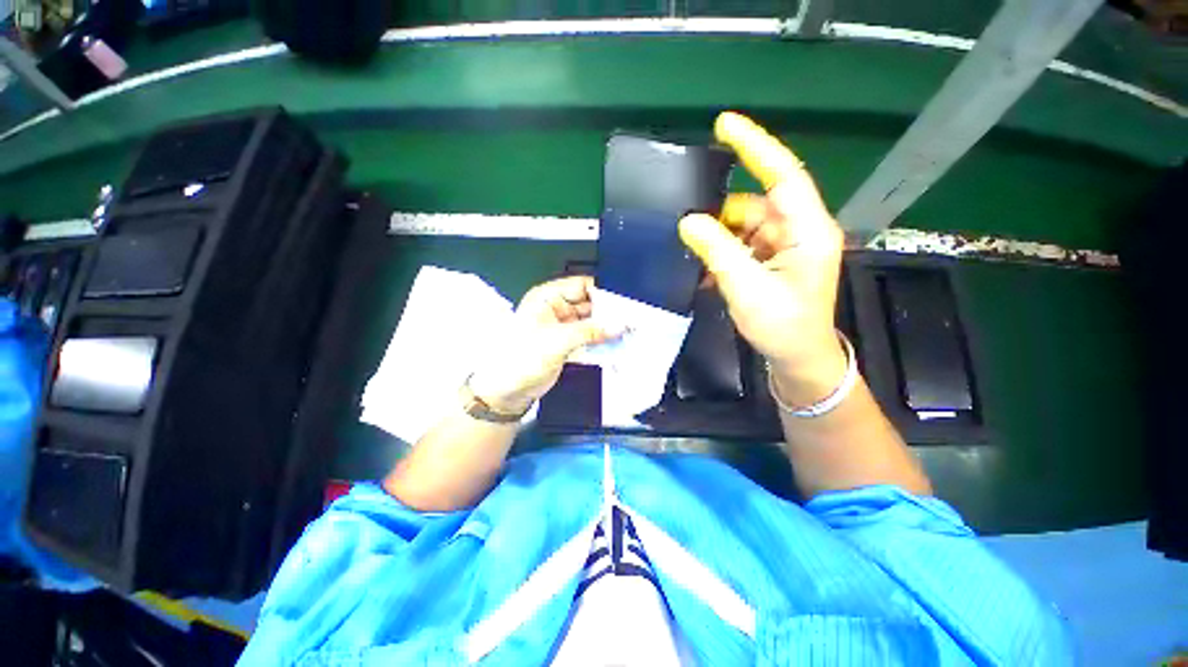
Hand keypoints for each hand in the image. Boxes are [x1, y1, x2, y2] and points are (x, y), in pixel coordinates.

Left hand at [468, 276, 615, 414]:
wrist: (509, 390)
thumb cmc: (520, 359)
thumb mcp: (557, 341)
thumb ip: (590, 331)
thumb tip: (617, 325)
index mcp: (547, 298)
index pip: (581, 286)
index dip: (602, 293)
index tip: (622, 303)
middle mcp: (556, 309)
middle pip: (589, 304)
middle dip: (607, 312)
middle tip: (629, 320)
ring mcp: (563, 327)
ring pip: (591, 322)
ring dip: (606, 328)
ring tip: (627, 332)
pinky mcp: (567, 344)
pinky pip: (589, 337)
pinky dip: (601, 341)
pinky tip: (615, 344)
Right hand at [679, 112, 846, 404]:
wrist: (798, 358)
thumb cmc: (782, 326)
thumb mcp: (747, 289)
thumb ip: (718, 252)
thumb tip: (689, 222)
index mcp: (807, 231)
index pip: (782, 175)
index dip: (754, 146)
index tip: (724, 124)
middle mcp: (798, 231)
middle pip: (755, 205)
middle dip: (722, 216)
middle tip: (691, 231)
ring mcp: (784, 246)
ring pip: (743, 226)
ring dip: (719, 239)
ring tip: (699, 261)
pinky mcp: (771, 260)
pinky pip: (742, 244)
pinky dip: (723, 253)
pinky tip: (709, 271)